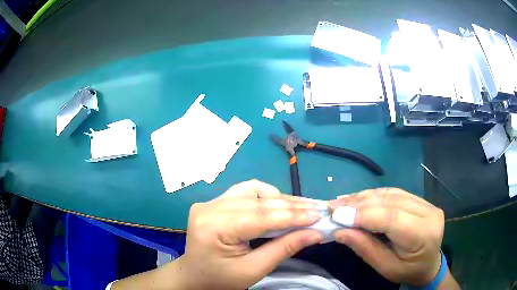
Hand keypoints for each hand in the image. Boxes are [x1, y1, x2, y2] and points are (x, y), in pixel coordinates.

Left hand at [176, 180, 322, 289]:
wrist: (196, 276)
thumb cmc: (222, 279)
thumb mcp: (254, 270)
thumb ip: (284, 249)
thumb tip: (315, 233)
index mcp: (213, 228)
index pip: (261, 217)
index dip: (293, 216)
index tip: (318, 215)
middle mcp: (209, 208)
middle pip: (258, 202)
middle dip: (291, 206)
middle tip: (316, 210)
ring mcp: (209, 202)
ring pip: (252, 191)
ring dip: (279, 199)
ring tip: (301, 207)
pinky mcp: (213, 202)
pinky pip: (244, 191)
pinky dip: (265, 196)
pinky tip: (278, 203)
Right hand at [329, 188, 444, 285]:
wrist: (429, 264)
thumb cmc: (408, 271)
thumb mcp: (386, 268)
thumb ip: (365, 249)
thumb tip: (339, 231)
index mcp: (423, 234)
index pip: (392, 217)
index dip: (364, 214)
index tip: (337, 215)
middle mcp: (428, 212)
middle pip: (390, 202)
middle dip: (359, 204)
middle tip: (333, 207)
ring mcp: (425, 203)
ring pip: (391, 193)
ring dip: (364, 197)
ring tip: (342, 202)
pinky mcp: (420, 200)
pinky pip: (394, 193)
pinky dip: (374, 195)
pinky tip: (359, 198)